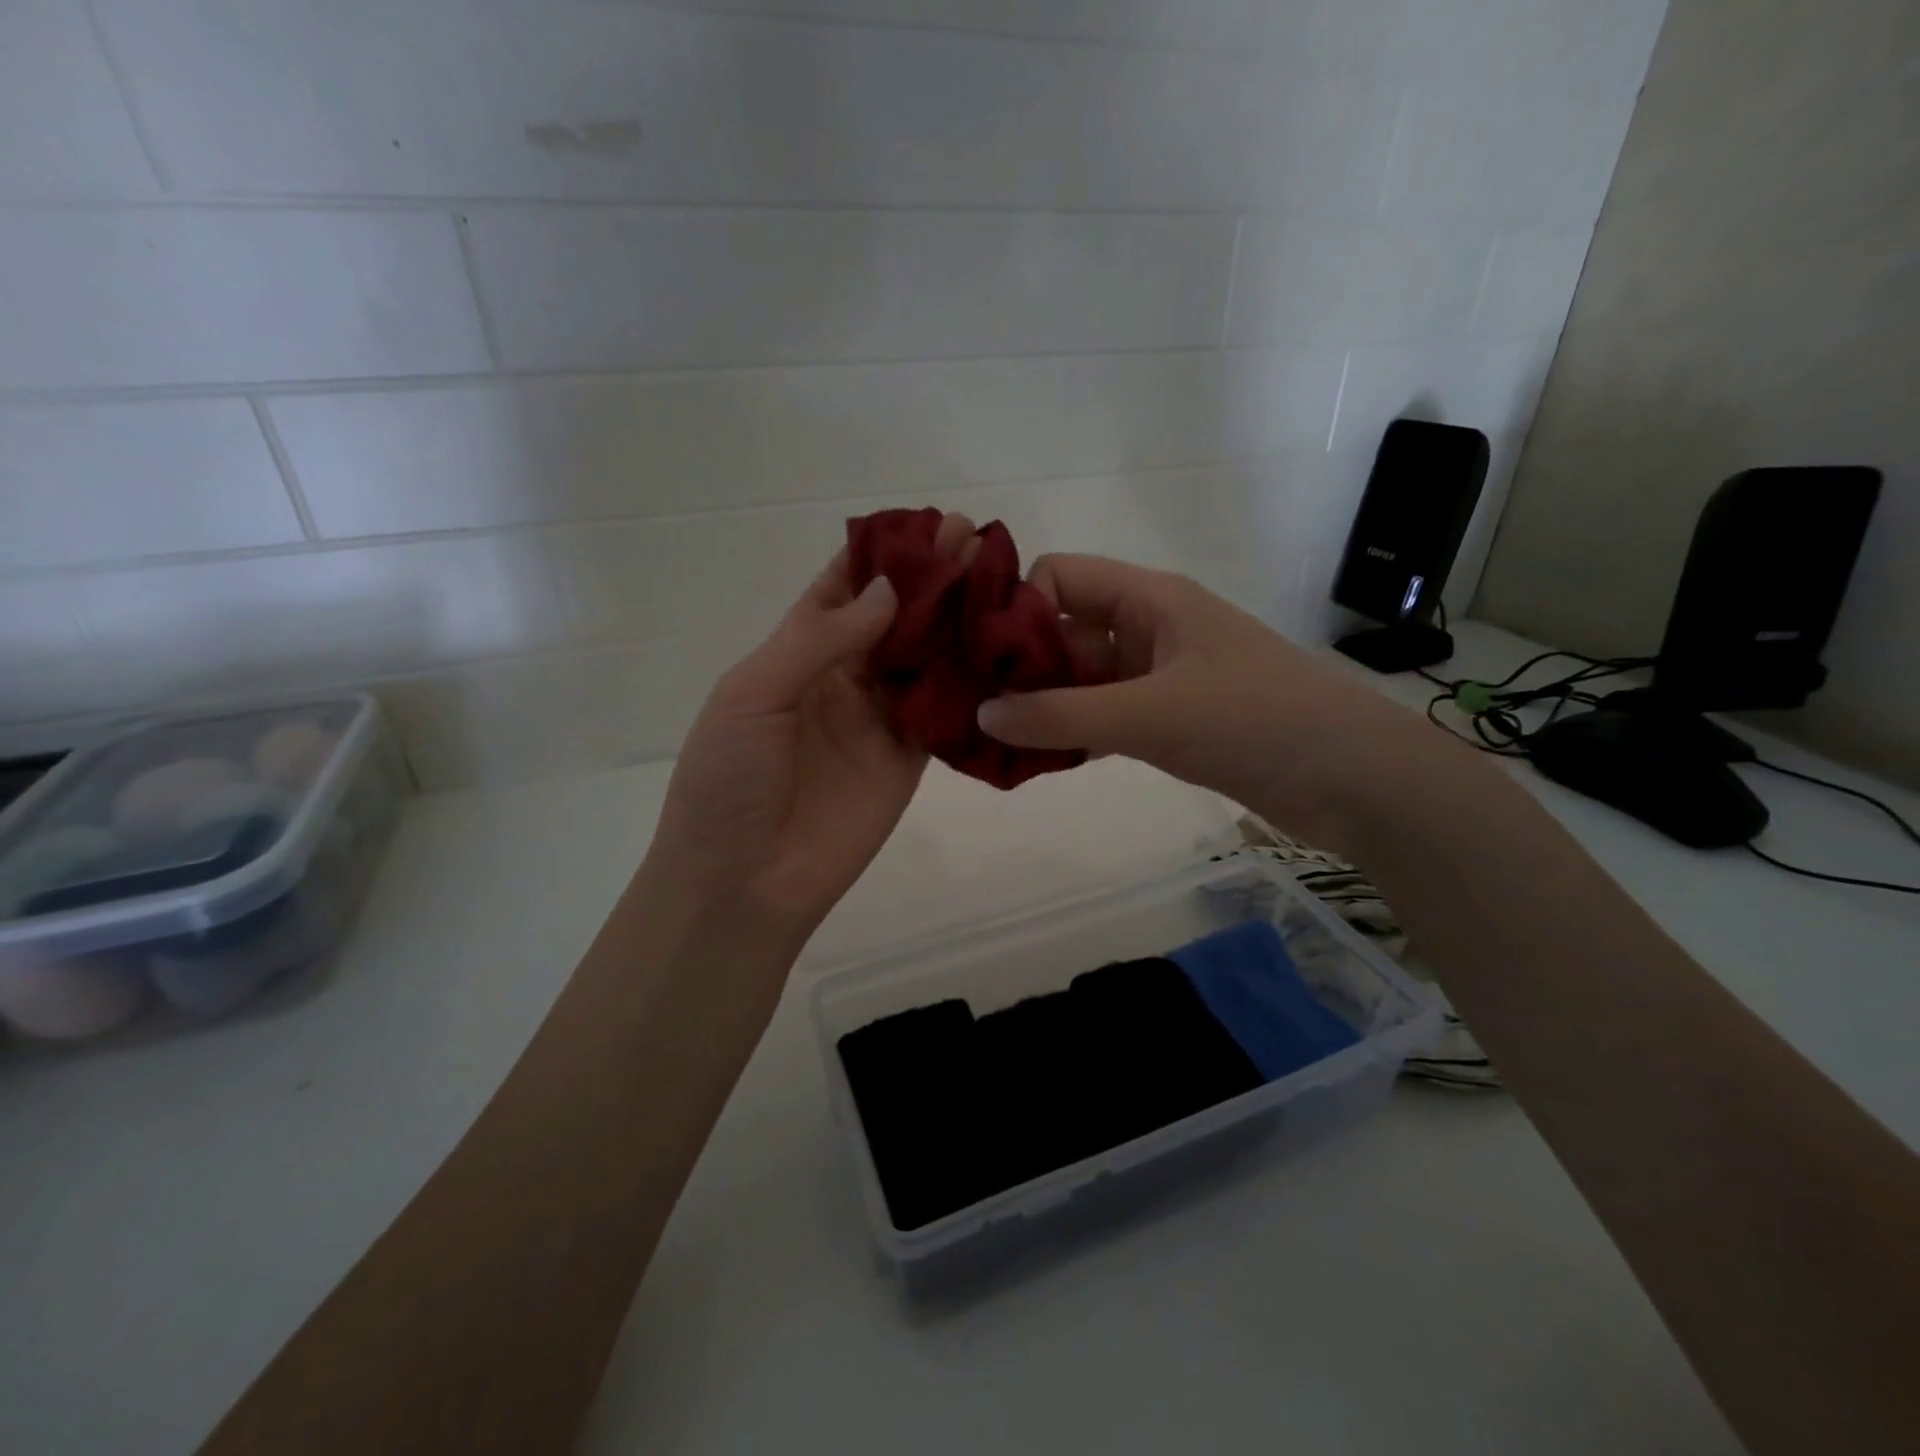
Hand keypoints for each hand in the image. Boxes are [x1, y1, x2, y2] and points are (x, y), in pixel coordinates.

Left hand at [645, 518, 978, 943]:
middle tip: (976, 538)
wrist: (743, 881)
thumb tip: (889, 591)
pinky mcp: (910, 756)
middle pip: (892, 615)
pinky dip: (971, 678)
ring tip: (999, 576)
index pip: (841, 588)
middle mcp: (842, 676)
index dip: (880, 555)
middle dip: (930, 576)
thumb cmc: (727, 781)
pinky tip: (1002, 645)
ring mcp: (879, 717)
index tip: (924, 522)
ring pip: (925, 655)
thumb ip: (819, 641)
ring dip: (957, 618)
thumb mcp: (753, 696)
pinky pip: (944, 708)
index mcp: (795, 653)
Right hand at [976, 555, 1442, 853]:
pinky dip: (1072, 734)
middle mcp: (1149, 629)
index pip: (1060, 577)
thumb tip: (981, 715)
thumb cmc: (1252, 721)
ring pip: (1081, 680)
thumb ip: (1061, 716)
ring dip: (1042, 706)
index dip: (1016, 608)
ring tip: (990, 741)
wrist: (1353, 779)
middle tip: (969, 708)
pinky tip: (1034, 762)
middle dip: (1019, 666)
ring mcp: (1159, 677)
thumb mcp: (1149, 715)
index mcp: (1150, 599)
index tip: (977, 658)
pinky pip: (1103, 717)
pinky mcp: (1169, 720)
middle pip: (1064, 631)